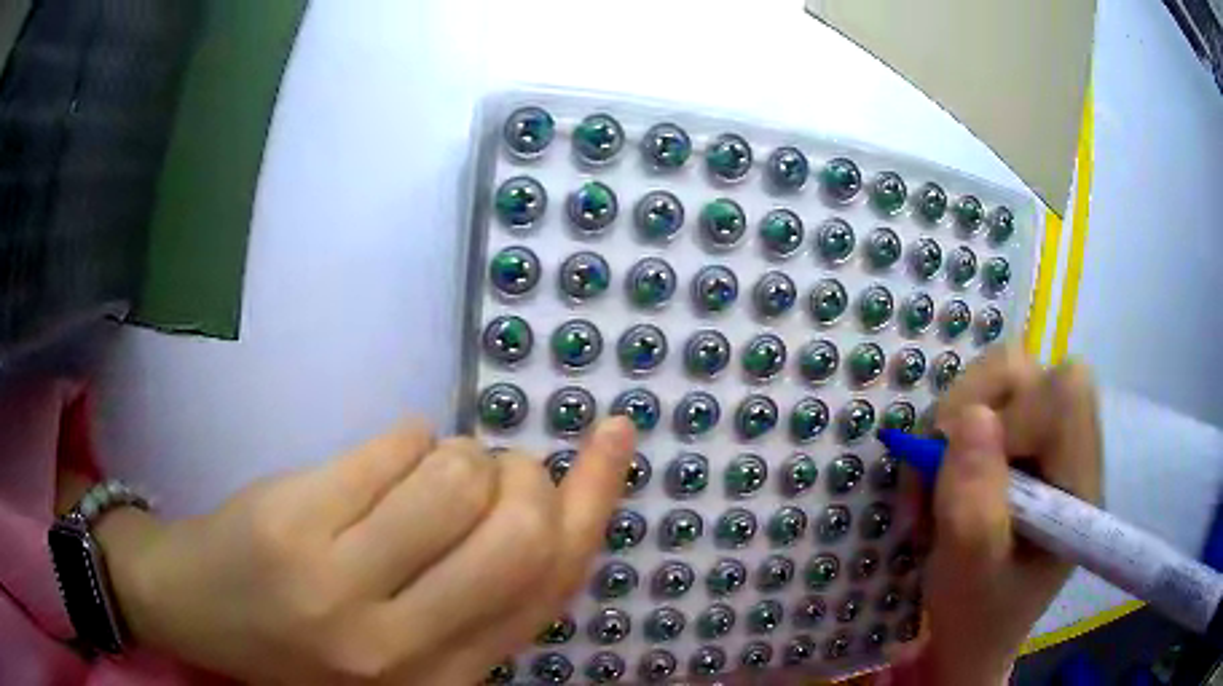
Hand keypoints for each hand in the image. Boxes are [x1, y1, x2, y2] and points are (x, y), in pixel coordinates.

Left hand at [98, 417, 635, 683]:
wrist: (198, 609)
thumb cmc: (306, 637)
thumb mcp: (406, 645)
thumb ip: (477, 598)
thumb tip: (548, 503)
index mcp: (442, 679)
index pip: (547, 586)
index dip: (594, 502)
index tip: (614, 436)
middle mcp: (401, 646)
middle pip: (515, 530)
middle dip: (520, 474)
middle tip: (494, 465)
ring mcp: (339, 584)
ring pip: (455, 476)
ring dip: (456, 454)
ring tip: (420, 472)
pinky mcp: (294, 521)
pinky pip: (393, 447)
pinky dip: (406, 438)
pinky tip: (381, 462)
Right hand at [901, 345, 1100, 684]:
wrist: (971, 636)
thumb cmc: (977, 618)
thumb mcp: (969, 576)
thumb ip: (974, 507)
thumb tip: (970, 418)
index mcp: (1078, 484)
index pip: (1066, 396)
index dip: (1015, 415)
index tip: (968, 472)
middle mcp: (1069, 448)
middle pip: (1031, 370)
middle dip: (973, 407)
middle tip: (937, 466)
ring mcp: (1044, 440)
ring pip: (1003, 376)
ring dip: (955, 420)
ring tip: (932, 479)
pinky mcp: (1020, 440)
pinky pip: (983, 399)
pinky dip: (950, 431)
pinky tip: (939, 476)